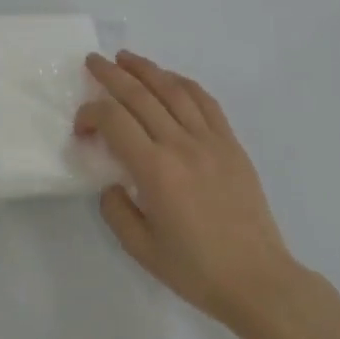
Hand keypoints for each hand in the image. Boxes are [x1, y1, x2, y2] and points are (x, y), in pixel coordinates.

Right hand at [77, 52, 301, 332]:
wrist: (258, 280)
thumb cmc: (196, 269)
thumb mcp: (140, 248)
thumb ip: (116, 210)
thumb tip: (113, 183)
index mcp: (155, 170)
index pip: (114, 120)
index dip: (90, 113)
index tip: (81, 127)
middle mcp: (181, 145)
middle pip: (140, 95)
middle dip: (111, 74)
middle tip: (93, 61)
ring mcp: (210, 141)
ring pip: (173, 90)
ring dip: (146, 69)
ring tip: (125, 58)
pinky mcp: (231, 145)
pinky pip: (205, 102)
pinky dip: (183, 83)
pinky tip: (169, 79)